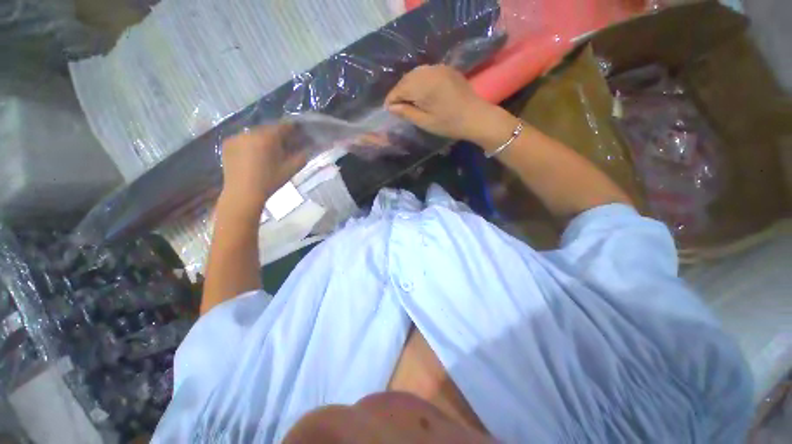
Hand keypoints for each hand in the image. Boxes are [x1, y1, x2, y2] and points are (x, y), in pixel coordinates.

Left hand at [219, 124, 306, 215]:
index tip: (298, 134)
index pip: (283, 126)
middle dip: (277, 135)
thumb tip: (307, 148)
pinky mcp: (227, 143)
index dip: (292, 129)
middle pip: (268, 129)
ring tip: (269, 151)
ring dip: (263, 139)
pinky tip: (254, 155)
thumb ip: (301, 156)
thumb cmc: (270, 181)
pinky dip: (251, 143)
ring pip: (255, 133)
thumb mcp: (291, 169)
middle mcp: (250, 132)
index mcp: (267, 137)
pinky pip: (243, 138)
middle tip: (284, 144)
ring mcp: (236, 136)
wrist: (243, 193)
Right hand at [384, 65, 501, 142]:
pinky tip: (420, 91)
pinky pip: (427, 72)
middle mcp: (429, 71)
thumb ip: (406, 112)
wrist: (475, 116)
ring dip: (408, 85)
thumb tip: (391, 107)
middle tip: (396, 105)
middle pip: (406, 79)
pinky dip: (419, 80)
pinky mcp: (447, 69)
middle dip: (399, 91)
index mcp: (422, 85)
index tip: (387, 109)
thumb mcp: (425, 122)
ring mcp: (439, 68)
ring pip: (416, 73)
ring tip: (406, 99)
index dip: (391, 99)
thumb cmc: (449, 123)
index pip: (399, 88)